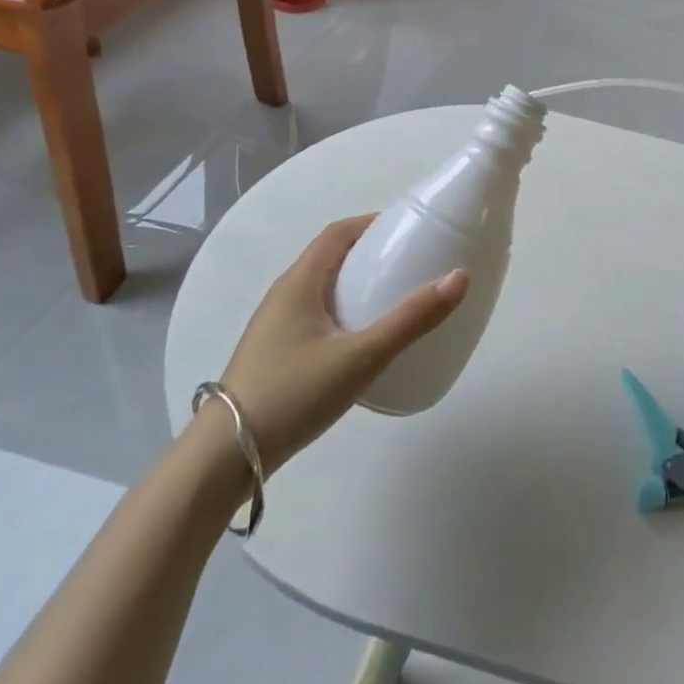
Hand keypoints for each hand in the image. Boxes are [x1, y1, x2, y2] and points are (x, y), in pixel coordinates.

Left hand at [215, 216, 467, 468]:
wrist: (224, 460)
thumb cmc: (292, 393)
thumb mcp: (360, 356)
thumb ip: (410, 320)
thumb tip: (459, 278)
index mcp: (300, 282)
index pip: (338, 233)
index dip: (373, 224)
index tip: (410, 230)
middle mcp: (285, 295)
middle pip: (332, 257)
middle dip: (372, 254)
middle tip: (413, 264)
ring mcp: (276, 327)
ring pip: (324, 289)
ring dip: (358, 284)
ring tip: (396, 299)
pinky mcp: (276, 354)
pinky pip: (317, 316)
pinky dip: (346, 311)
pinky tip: (364, 340)